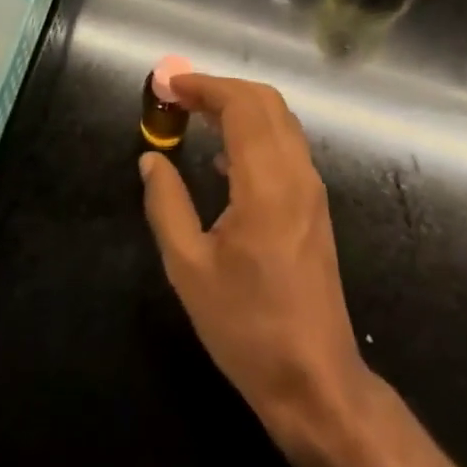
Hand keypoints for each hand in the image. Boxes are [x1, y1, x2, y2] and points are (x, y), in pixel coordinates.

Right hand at [140, 74, 369, 448]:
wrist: (315, 381)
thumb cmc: (247, 327)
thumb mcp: (188, 268)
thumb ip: (166, 204)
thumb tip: (151, 158)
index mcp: (266, 184)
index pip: (240, 105)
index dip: (203, 86)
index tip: (169, 85)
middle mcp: (296, 174)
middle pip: (265, 101)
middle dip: (221, 88)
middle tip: (179, 96)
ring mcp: (312, 190)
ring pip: (280, 120)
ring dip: (239, 106)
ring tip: (195, 117)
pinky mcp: (315, 206)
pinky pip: (287, 146)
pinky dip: (255, 131)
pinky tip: (224, 158)